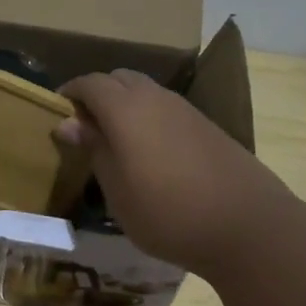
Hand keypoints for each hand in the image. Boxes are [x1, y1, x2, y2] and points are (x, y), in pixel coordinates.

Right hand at [57, 68, 293, 277]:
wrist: (248, 226)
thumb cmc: (169, 213)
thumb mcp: (118, 191)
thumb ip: (94, 150)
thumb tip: (69, 123)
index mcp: (126, 109)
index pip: (90, 83)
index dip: (70, 93)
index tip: (57, 111)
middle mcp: (156, 98)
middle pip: (119, 78)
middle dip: (98, 93)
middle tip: (85, 126)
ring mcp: (186, 109)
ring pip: (146, 91)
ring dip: (125, 103)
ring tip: (115, 139)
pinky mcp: (207, 126)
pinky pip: (166, 107)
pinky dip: (148, 116)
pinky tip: (150, 151)